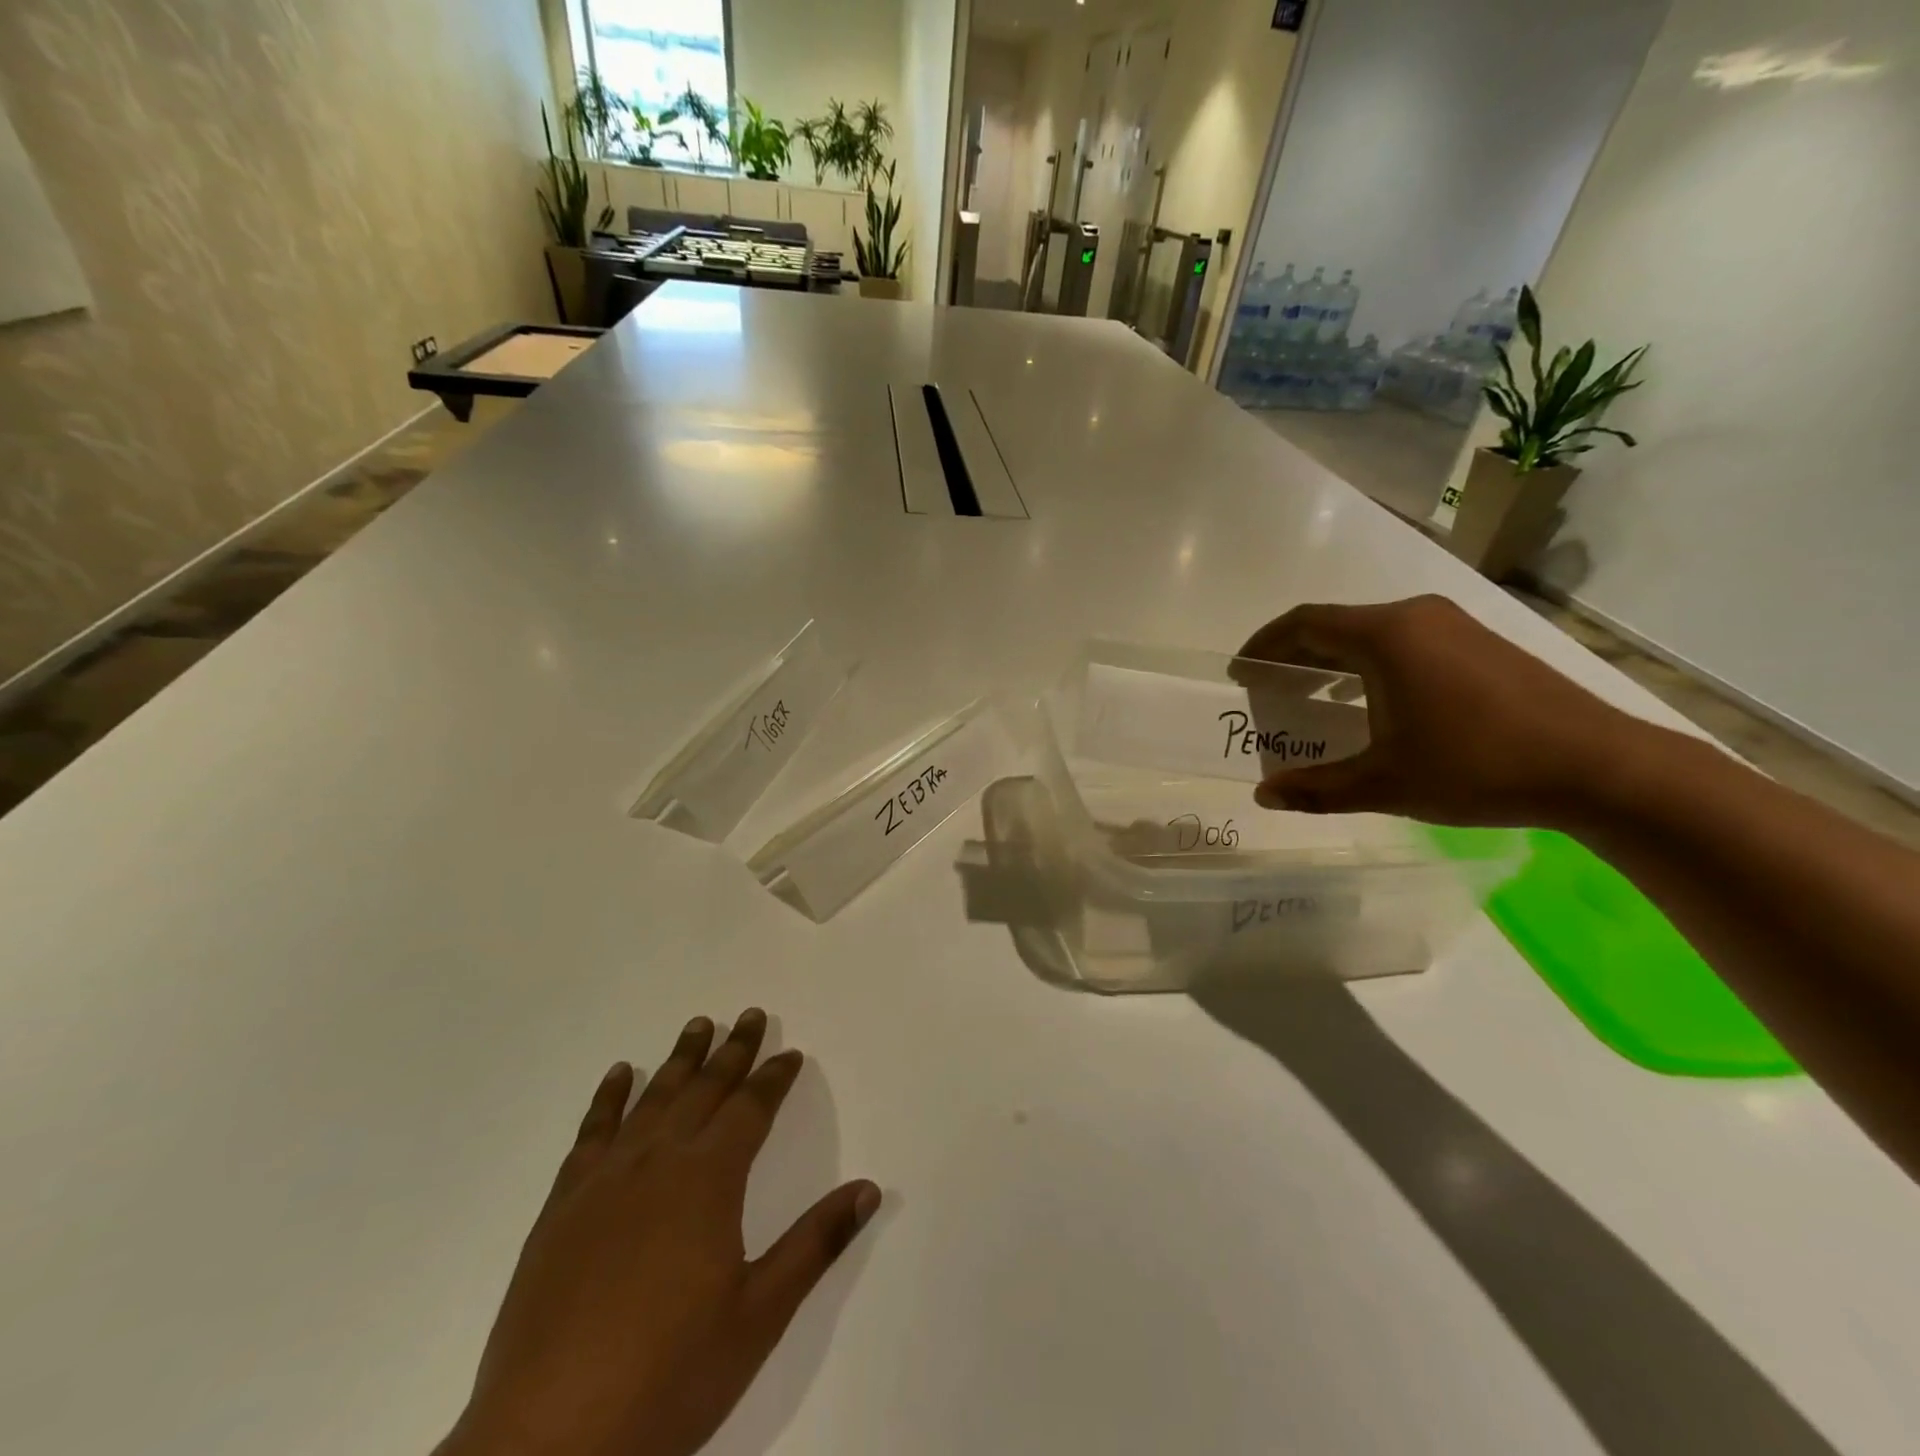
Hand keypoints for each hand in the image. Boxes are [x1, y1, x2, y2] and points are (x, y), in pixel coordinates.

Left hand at [438, 1010, 880, 1455]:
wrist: (545, 1442)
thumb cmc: (667, 1377)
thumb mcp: (758, 1316)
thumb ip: (814, 1244)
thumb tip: (869, 1189)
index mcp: (708, 1181)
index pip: (751, 1109)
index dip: (774, 1078)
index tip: (790, 1053)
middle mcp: (658, 1162)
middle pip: (704, 1089)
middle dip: (732, 1051)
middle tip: (749, 1014)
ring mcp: (605, 1181)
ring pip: (652, 1099)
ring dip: (679, 1060)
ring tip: (698, 1025)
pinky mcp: (562, 1206)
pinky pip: (592, 1132)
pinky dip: (609, 1097)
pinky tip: (620, 1074)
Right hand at [1235, 595, 1643, 827]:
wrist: (1599, 767)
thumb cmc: (1476, 766)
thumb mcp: (1384, 783)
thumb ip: (1316, 788)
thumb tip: (1264, 797)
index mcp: (1386, 635)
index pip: (1304, 623)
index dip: (1264, 646)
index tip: (1241, 673)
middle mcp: (1417, 617)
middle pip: (1336, 625)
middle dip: (1294, 656)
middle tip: (1268, 691)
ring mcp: (1455, 626)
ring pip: (1372, 634)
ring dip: (1333, 661)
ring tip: (1311, 698)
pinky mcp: (1480, 644)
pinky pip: (1405, 643)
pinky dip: (1370, 665)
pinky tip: (1370, 704)